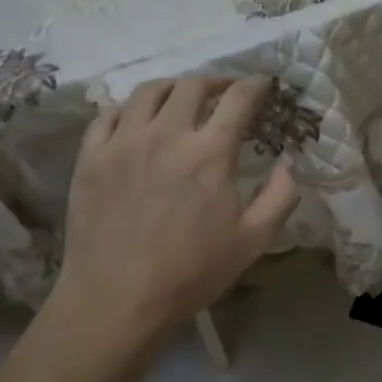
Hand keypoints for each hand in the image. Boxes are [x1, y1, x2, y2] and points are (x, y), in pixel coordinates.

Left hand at [49, 76, 297, 347]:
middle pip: (193, 85)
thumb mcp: (253, 241)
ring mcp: (123, 142)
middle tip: (224, 92)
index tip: (262, 85)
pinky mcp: (91, 156)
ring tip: (181, 99)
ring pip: (149, 91)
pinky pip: (110, 114)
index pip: (238, 98)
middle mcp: (166, 134)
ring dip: (173, 87)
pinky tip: (137, 120)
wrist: (116, 300)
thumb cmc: (190, 273)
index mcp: (209, 152)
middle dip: (216, 81)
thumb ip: (280, 197)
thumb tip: (290, 164)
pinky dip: (130, 108)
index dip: (255, 85)